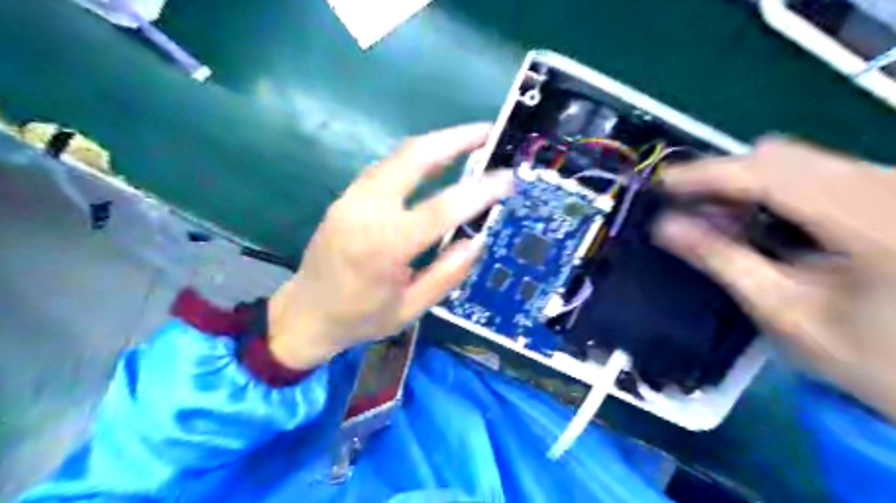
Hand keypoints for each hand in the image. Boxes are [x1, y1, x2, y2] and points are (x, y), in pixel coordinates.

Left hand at [267, 124, 510, 370]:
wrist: (305, 313)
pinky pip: (386, 167)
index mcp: (385, 246)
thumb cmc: (360, 318)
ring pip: (398, 155)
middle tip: (486, 132)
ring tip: (468, 140)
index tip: (507, 179)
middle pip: (414, 158)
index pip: (441, 208)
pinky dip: (415, 157)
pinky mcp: (347, 196)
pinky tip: (434, 160)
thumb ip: (447, 274)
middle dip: (455, 139)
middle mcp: (366, 210)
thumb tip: (478, 239)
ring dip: (436, 143)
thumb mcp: (411, 308)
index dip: (479, 191)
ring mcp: (352, 197)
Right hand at [657, 137, 895, 419]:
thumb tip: (664, 225)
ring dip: (747, 185)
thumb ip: (722, 260)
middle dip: (724, 180)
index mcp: (870, 219)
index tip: (660, 184)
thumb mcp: (784, 312)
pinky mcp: (889, 191)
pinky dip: (775, 190)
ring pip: (796, 159)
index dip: (706, 174)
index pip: (768, 172)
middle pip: (780, 156)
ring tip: (720, 223)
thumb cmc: (872, 353)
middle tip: (687, 214)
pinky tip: (761, 221)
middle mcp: (887, 185)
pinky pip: (816, 170)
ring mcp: (891, 184)